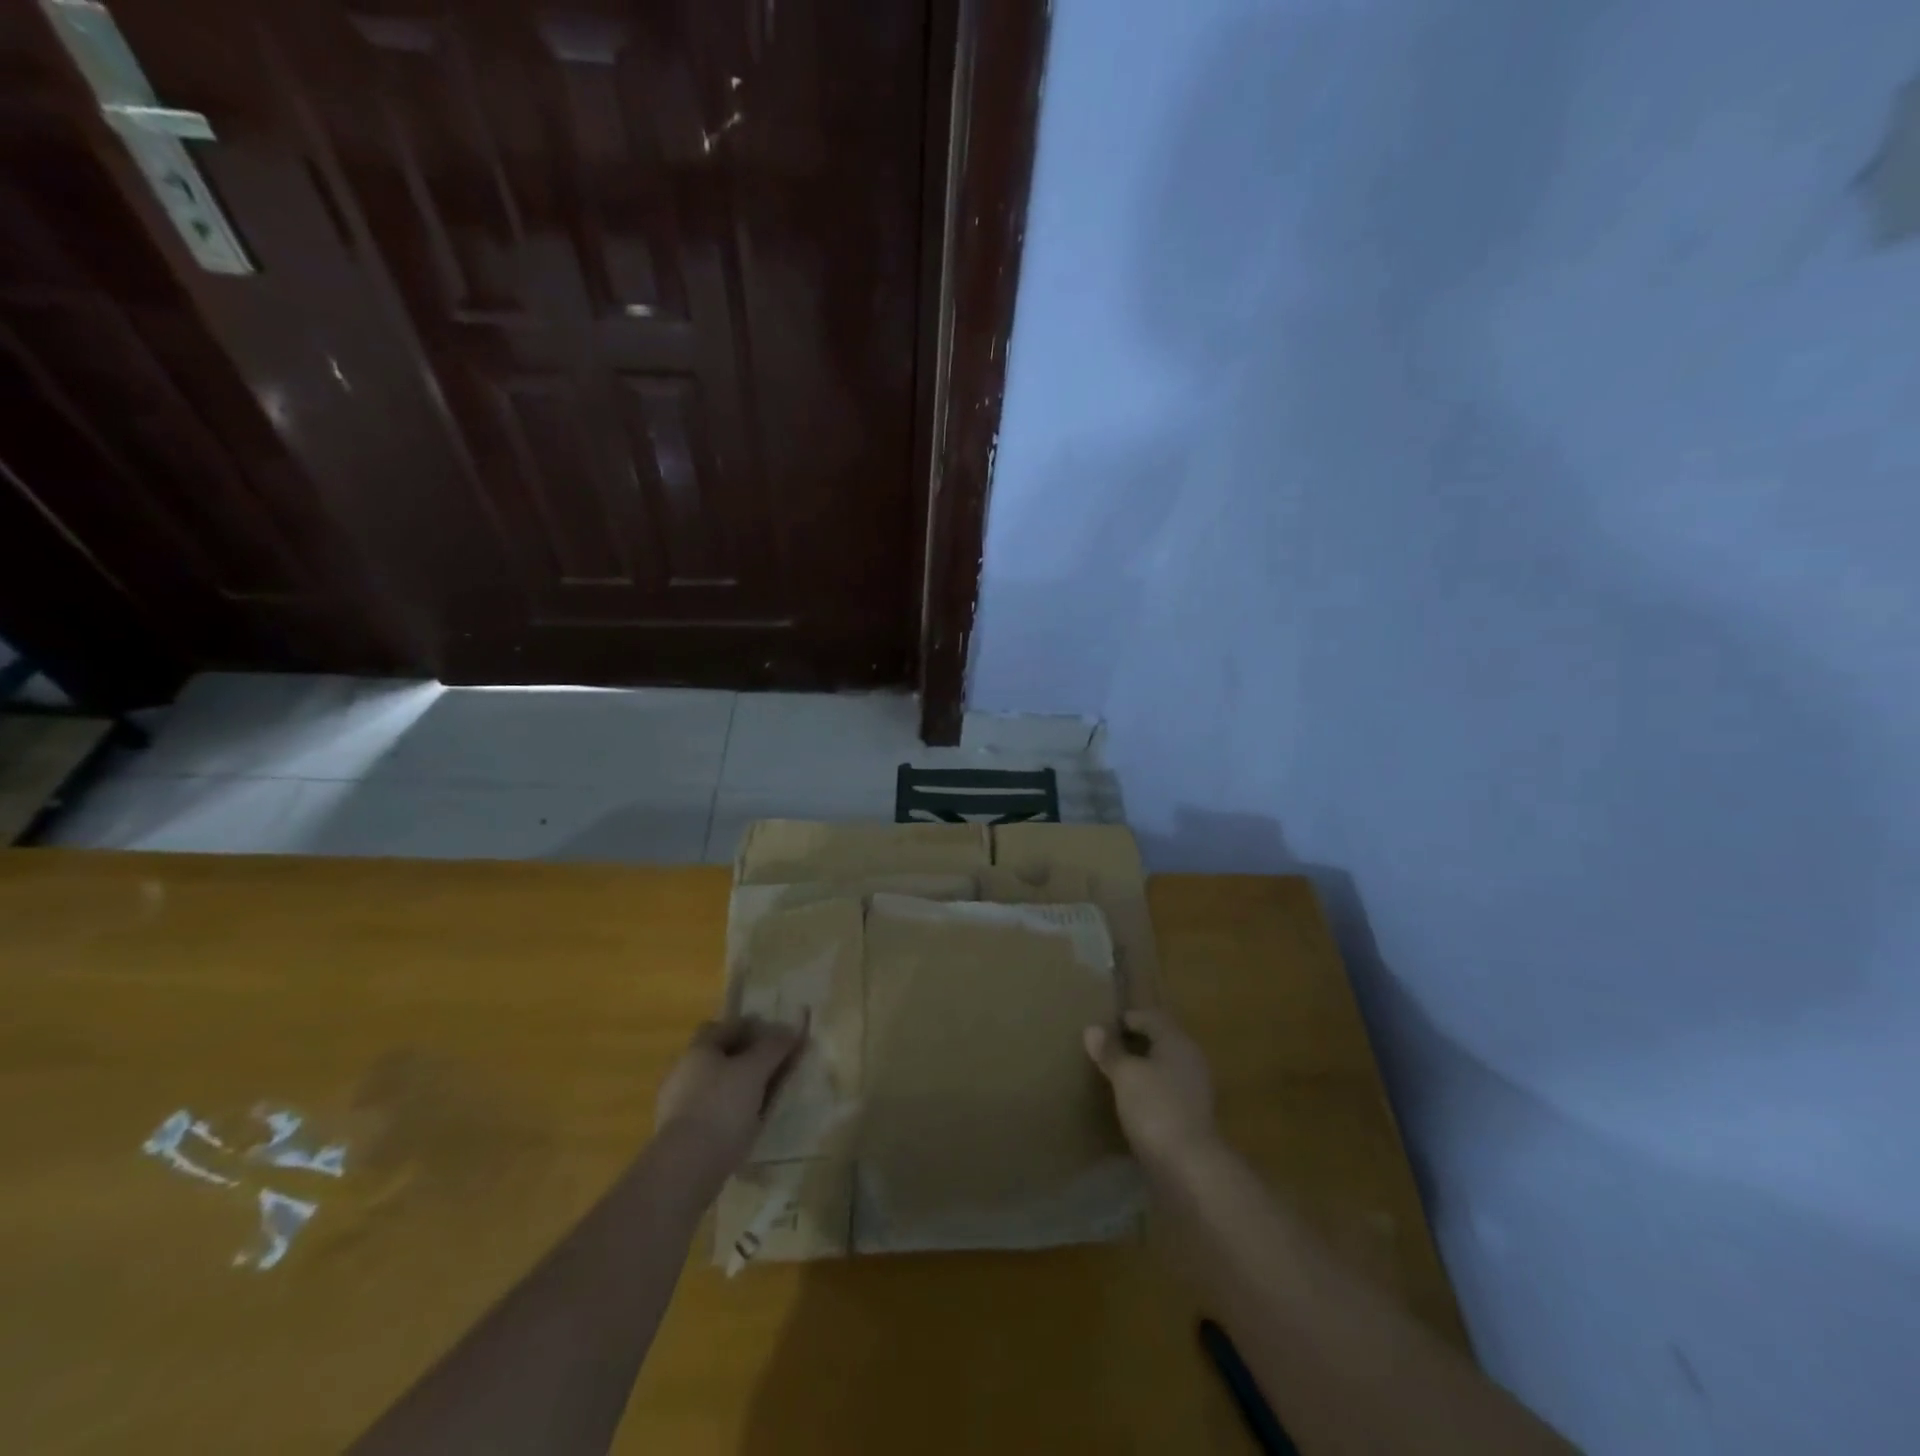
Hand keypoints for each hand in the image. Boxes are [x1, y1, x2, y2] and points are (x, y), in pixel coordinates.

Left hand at [655, 1015, 807, 1173]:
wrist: (685, 1169)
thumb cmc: (721, 1107)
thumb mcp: (755, 1071)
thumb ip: (773, 1047)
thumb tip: (790, 1029)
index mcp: (698, 1050)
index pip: (725, 1026)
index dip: (751, 1027)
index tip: (776, 1037)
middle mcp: (684, 1072)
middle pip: (719, 1056)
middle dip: (746, 1058)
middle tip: (774, 1067)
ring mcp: (678, 1105)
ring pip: (716, 1085)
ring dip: (739, 1086)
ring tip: (766, 1098)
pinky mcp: (681, 1135)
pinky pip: (712, 1111)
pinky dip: (730, 1111)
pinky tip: (748, 1123)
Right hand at [1084, 1009, 1216, 1166]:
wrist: (1190, 1168)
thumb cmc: (1155, 1108)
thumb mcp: (1126, 1075)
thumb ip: (1110, 1051)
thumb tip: (1093, 1029)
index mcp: (1177, 1041)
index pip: (1151, 1017)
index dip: (1126, 1019)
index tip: (1102, 1028)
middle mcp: (1190, 1060)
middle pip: (1159, 1042)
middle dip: (1133, 1044)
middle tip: (1104, 1050)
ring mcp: (1194, 1090)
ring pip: (1163, 1069)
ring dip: (1141, 1069)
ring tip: (1112, 1077)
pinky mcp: (1192, 1117)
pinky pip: (1165, 1093)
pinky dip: (1148, 1092)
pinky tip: (1129, 1105)